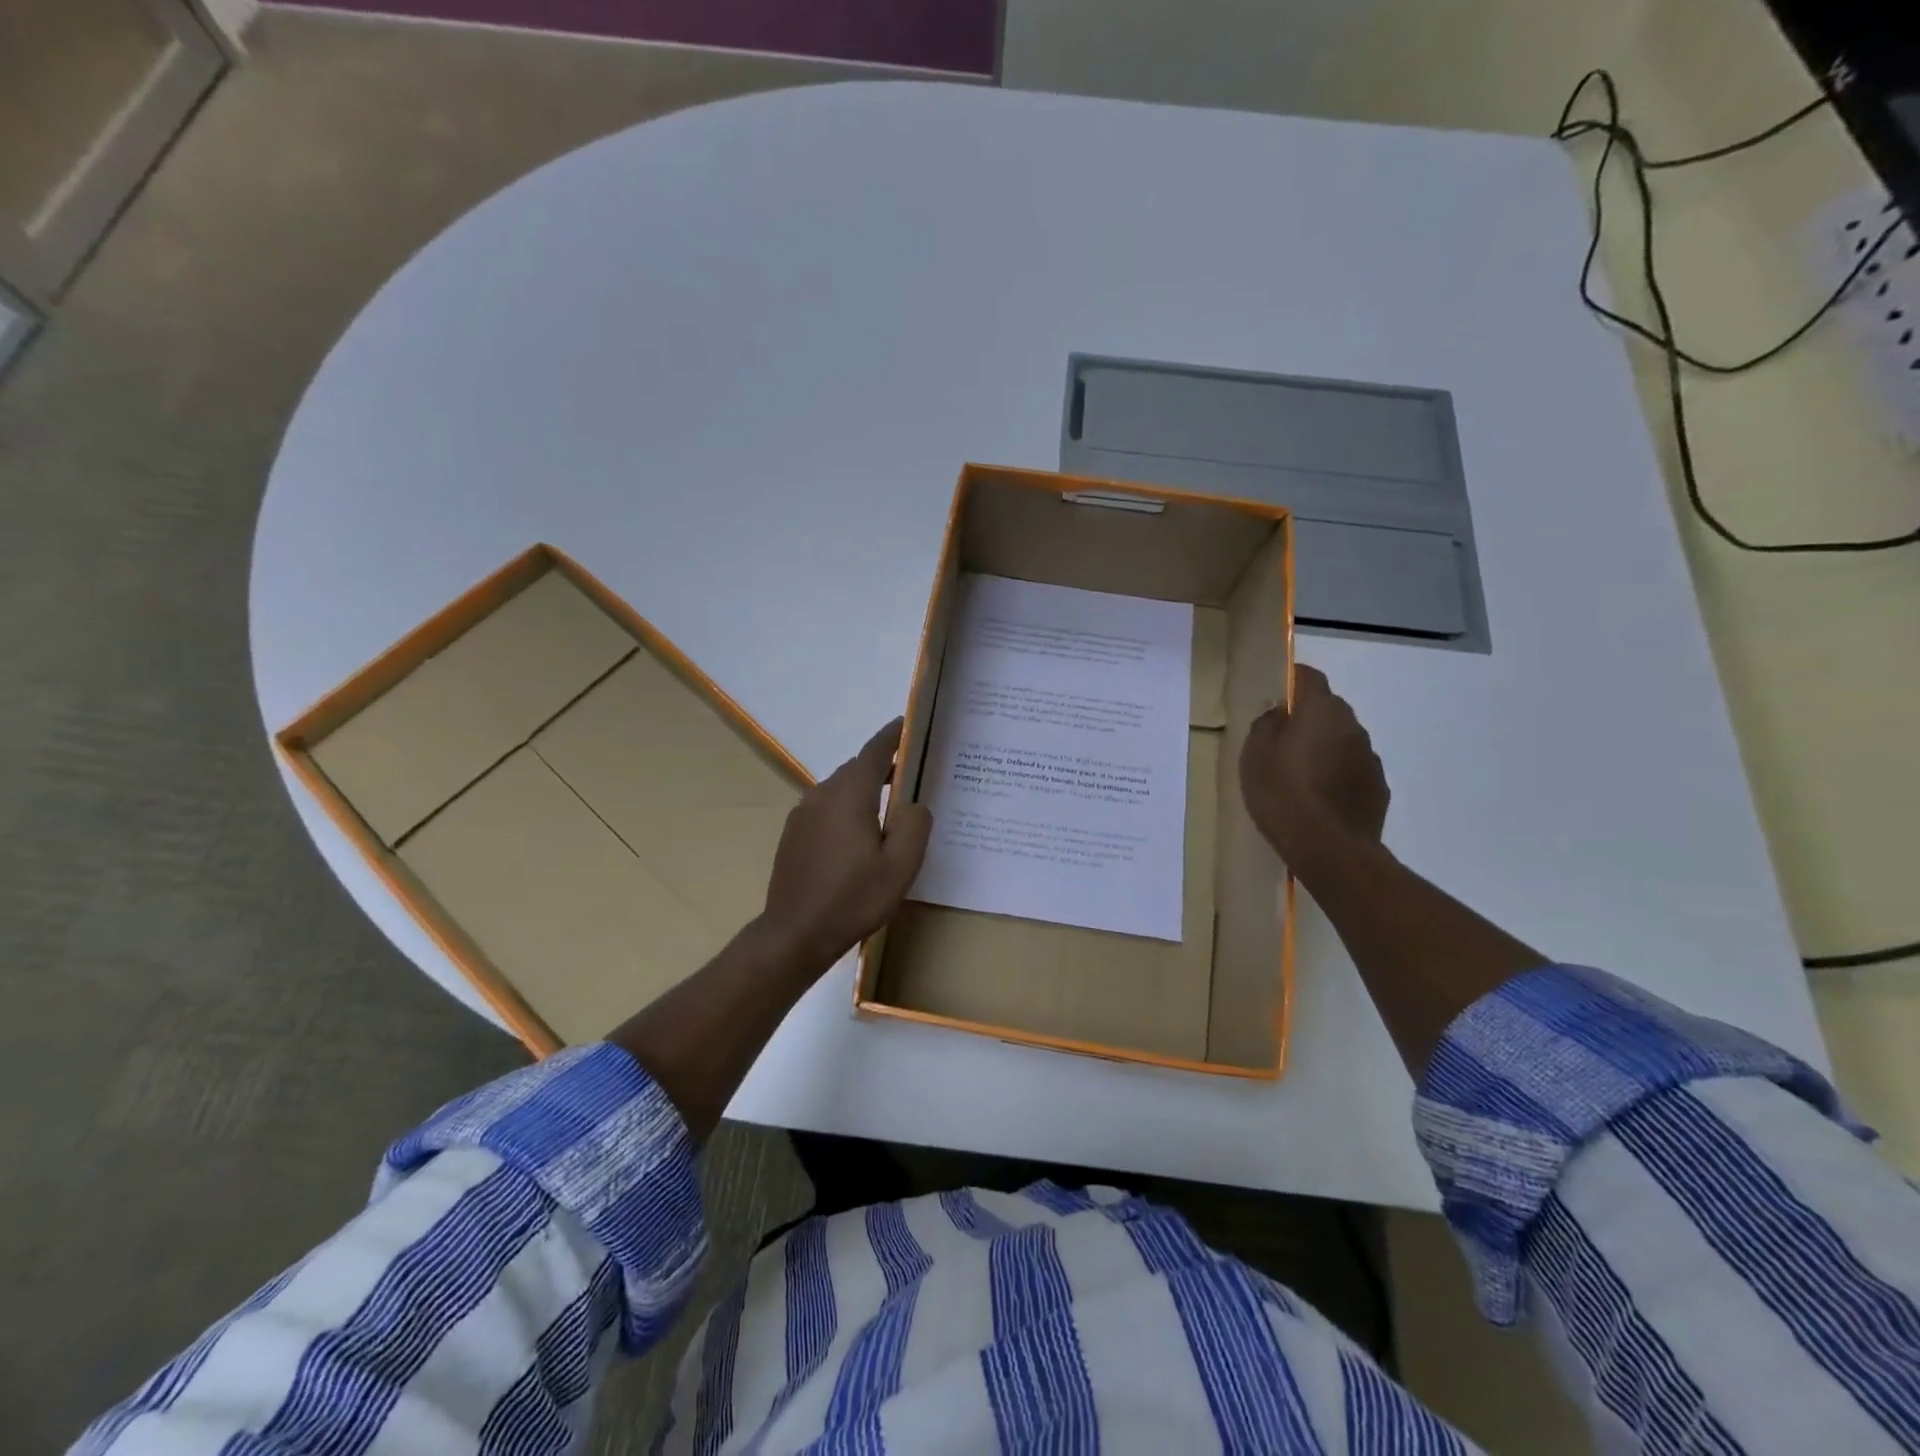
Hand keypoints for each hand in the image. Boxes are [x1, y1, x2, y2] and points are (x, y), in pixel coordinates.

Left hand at [760, 719, 932, 971]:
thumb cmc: (853, 899)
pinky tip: (858, 837)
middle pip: (857, 769)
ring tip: (888, 810)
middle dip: (883, 767)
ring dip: (864, 791)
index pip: (875, 751)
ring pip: (840, 789)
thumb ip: (915, 824)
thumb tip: (914, 803)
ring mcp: (803, 813)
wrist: (795, 934)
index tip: (908, 724)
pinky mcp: (793, 833)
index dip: (893, 736)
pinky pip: (826, 808)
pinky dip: (846, 809)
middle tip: (911, 776)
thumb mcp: (900, 865)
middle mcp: (822, 794)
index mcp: (849, 794)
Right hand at [1239, 664, 1388, 873]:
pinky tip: (1320, 796)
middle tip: (1282, 737)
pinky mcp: (1378, 787)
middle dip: (1308, 716)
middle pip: (1329, 708)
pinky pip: (1353, 769)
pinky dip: (1338, 773)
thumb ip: (1266, 725)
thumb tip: (1278, 713)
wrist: (1329, 847)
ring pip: (1343, 740)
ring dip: (1324, 746)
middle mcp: (1352, 726)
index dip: (1293, 678)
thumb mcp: (1254, 755)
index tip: (1277, 689)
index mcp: (1321, 710)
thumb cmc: (1282, 792)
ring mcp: (1370, 758)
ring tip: (1301, 772)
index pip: (1310, 677)